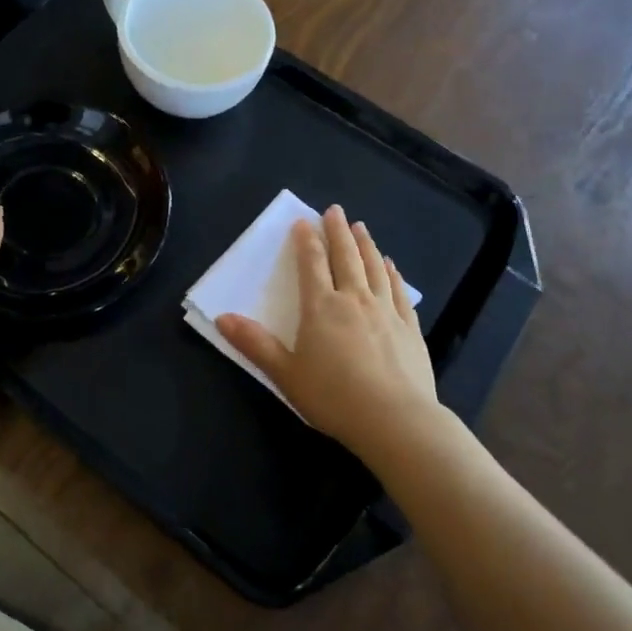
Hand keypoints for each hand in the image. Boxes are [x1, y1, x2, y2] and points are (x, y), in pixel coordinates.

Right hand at [216, 206, 440, 466]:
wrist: (395, 420)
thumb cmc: (333, 397)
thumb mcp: (285, 373)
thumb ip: (254, 344)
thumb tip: (221, 318)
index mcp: (321, 307)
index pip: (312, 264)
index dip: (306, 240)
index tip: (303, 221)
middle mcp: (354, 299)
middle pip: (345, 256)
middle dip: (338, 231)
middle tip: (335, 210)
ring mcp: (386, 311)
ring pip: (374, 267)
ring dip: (366, 245)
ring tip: (361, 228)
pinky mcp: (409, 327)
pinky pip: (399, 291)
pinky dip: (392, 273)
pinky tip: (391, 266)